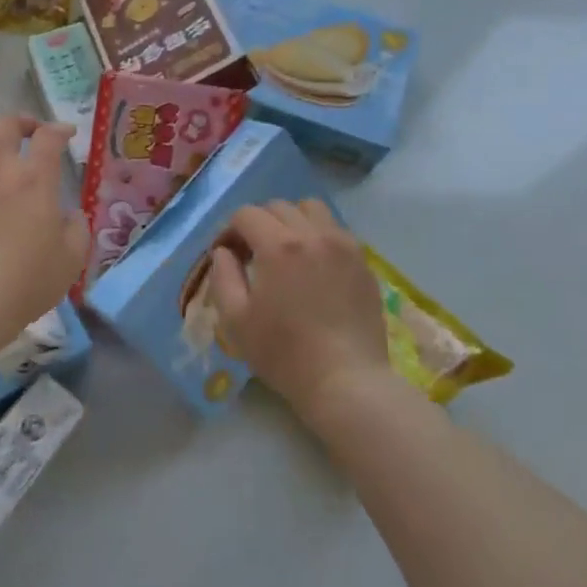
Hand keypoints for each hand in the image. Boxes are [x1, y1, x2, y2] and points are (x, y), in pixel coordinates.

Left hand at [0, 116, 88, 346]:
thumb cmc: (25, 282)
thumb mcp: (71, 261)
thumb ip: (77, 230)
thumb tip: (72, 214)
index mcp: (35, 180)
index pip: (48, 138)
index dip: (59, 129)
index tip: (66, 134)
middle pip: (5, 126)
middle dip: (21, 121)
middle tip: (29, 131)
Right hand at [210, 201, 391, 419]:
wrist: (345, 380)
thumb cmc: (283, 352)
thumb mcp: (235, 319)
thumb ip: (223, 276)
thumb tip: (223, 252)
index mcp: (279, 246)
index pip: (246, 214)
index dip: (229, 231)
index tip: (227, 255)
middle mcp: (313, 234)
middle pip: (278, 206)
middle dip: (258, 223)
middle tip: (253, 255)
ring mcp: (344, 245)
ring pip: (312, 209)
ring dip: (292, 221)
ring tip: (287, 252)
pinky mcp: (363, 262)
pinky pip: (336, 230)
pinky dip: (318, 235)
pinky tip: (314, 266)